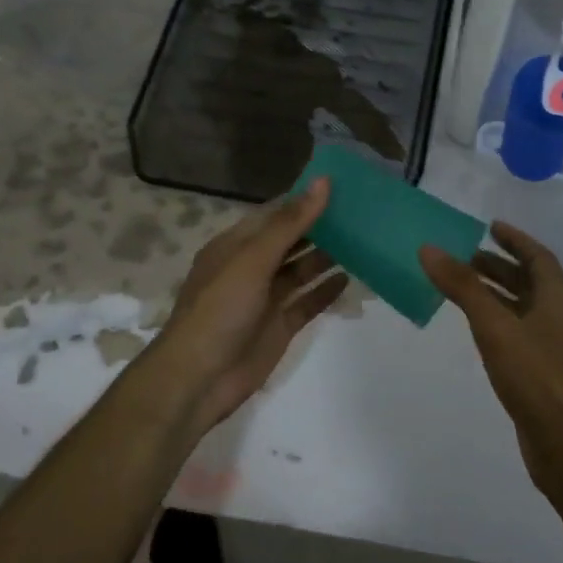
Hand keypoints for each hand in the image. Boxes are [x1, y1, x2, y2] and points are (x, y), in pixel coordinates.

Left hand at [146, 178, 346, 435]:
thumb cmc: (219, 309)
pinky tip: (351, 279)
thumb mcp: (253, 259)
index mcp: (236, 246)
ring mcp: (266, 299)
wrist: (198, 379)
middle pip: (291, 241)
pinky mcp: (279, 326)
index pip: (275, 214)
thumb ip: (290, 223)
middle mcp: (251, 268)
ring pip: (301, 271)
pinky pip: (307, 302)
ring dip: (327, 257)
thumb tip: (323, 182)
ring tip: (364, 241)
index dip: (304, 200)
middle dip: (321, 227)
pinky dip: (327, 291)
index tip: (342, 186)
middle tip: (362, 213)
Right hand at [420, 222, 562, 494]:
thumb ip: (463, 287)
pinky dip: (499, 322)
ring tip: (463, 288)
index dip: (515, 239)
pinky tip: (478, 331)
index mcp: (558, 298)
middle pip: (531, 281)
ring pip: (524, 309)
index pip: (538, 256)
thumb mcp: (495, 326)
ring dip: (497, 294)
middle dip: (500, 266)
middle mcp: (561, 317)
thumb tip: (429, 248)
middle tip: (465, 258)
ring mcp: (555, 348)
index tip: (490, 226)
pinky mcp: (545, 374)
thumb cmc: (537, 377)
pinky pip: (520, 334)